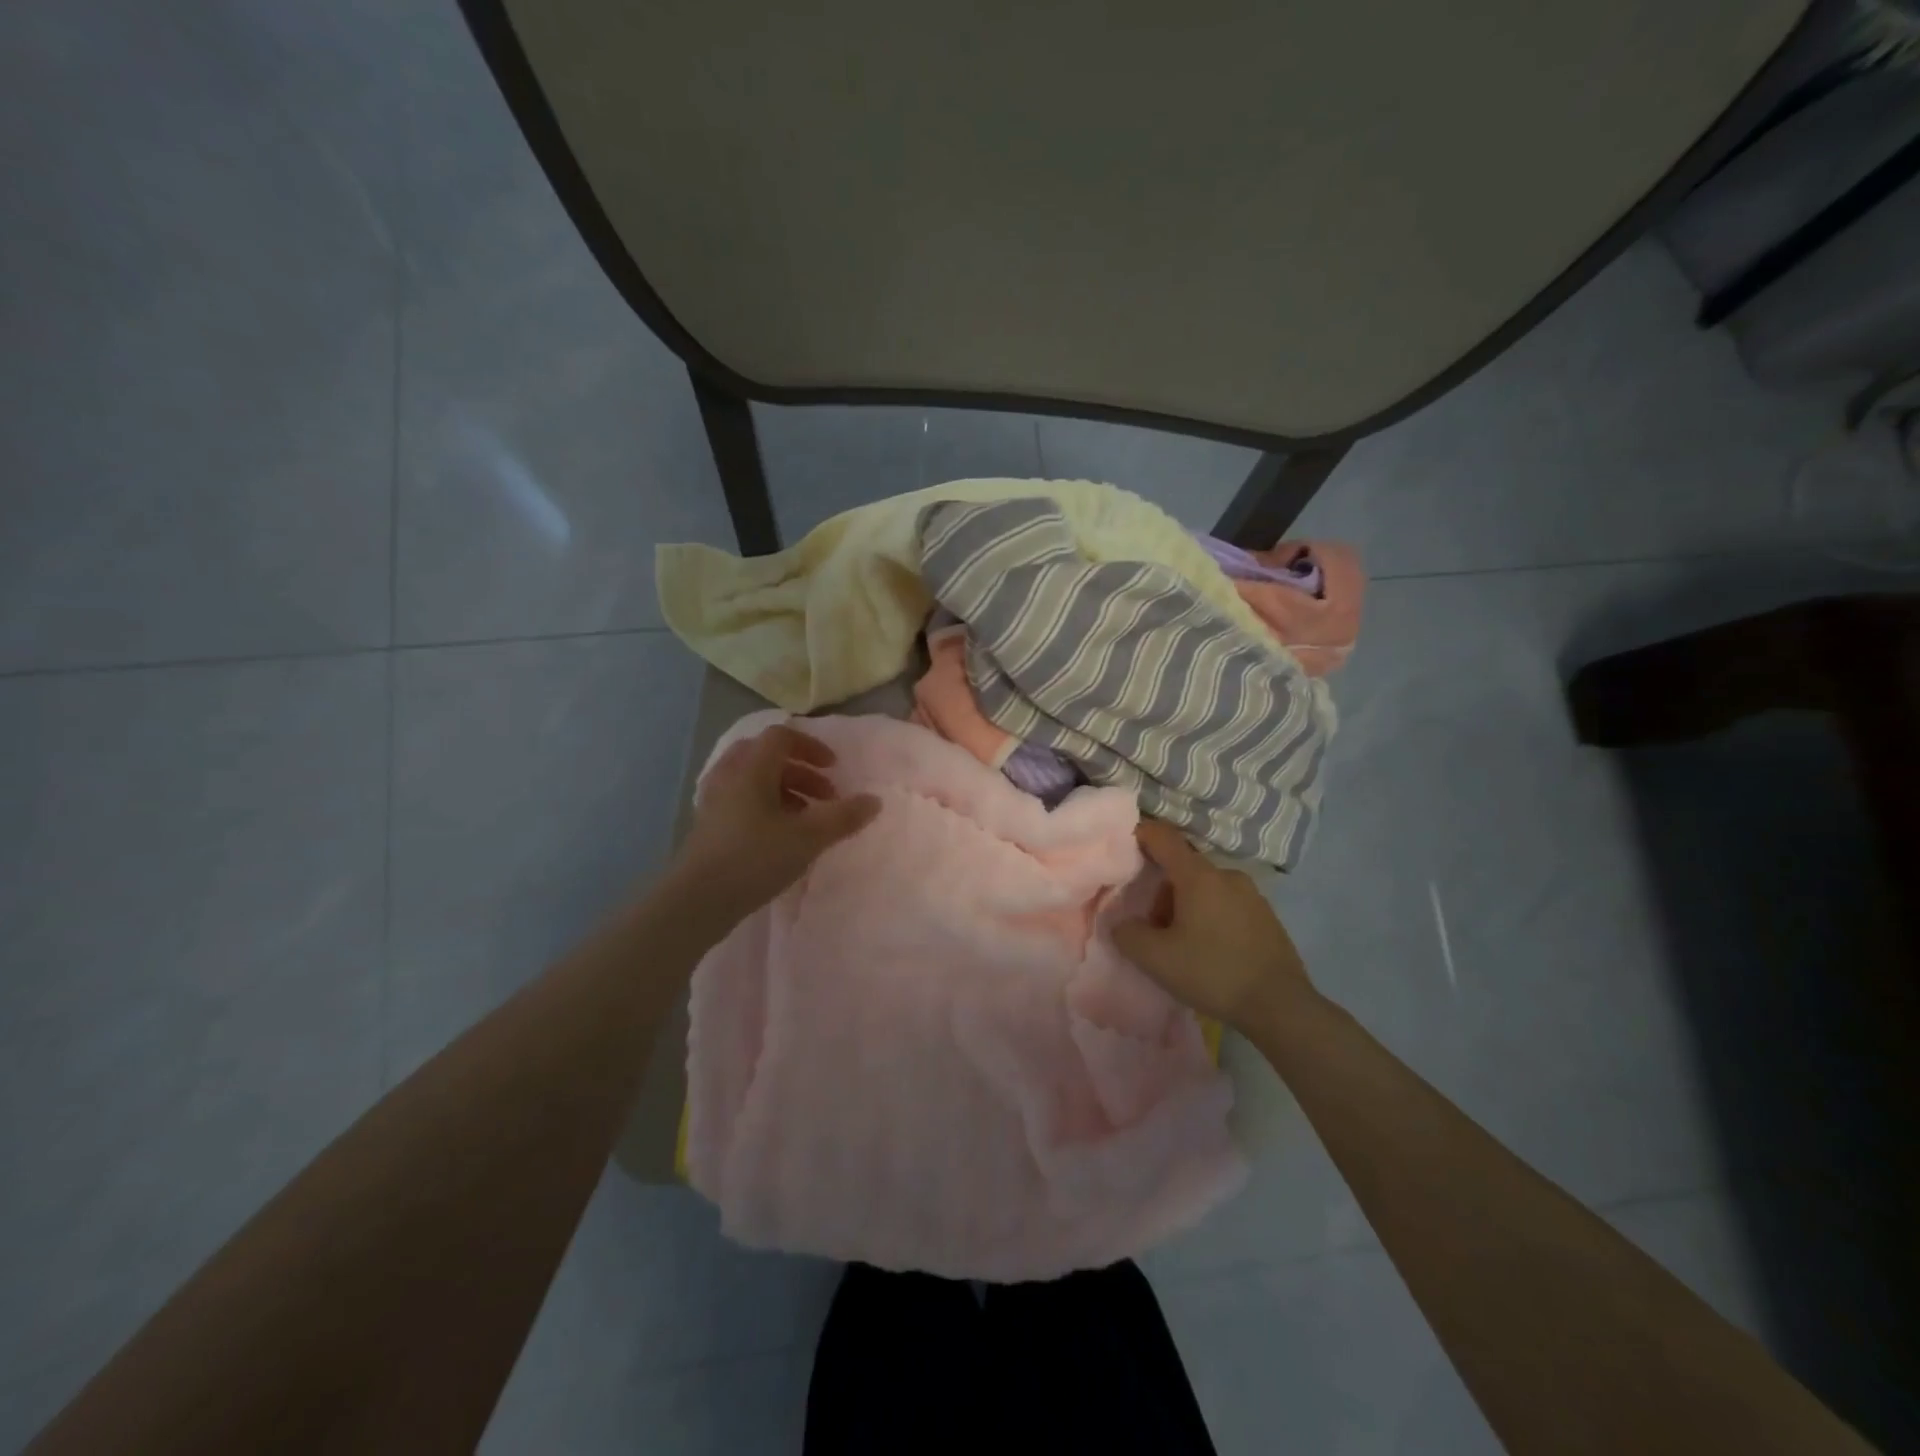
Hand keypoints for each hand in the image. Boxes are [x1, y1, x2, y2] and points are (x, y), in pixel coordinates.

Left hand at [671, 723, 881, 925]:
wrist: (697, 901)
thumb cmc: (754, 859)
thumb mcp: (808, 838)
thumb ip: (843, 817)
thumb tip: (874, 800)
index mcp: (751, 768)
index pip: (781, 737)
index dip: (811, 747)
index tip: (834, 769)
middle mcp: (729, 776)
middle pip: (766, 755)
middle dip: (800, 770)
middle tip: (823, 794)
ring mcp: (714, 801)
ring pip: (753, 780)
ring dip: (785, 790)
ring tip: (807, 819)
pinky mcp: (708, 826)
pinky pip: (742, 801)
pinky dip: (766, 807)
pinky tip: (780, 836)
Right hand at [1112, 820, 1314, 1030]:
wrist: (1280, 1006)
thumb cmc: (1213, 973)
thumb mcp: (1155, 959)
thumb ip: (1127, 934)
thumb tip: (1121, 923)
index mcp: (1199, 876)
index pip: (1163, 837)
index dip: (1141, 834)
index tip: (1124, 846)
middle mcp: (1227, 875)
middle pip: (1183, 868)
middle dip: (1162, 892)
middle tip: (1154, 928)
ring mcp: (1252, 895)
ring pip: (1205, 888)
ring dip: (1186, 907)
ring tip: (1182, 946)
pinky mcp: (1267, 916)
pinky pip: (1226, 904)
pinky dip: (1210, 917)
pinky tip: (1210, 952)